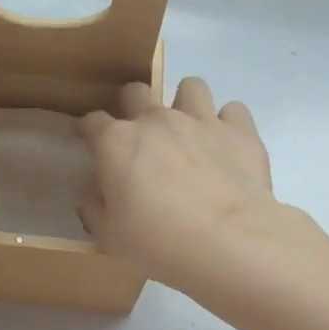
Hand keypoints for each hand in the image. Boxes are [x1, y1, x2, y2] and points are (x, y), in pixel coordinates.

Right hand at [78, 76, 280, 290]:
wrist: (227, 242)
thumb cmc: (158, 242)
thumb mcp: (109, 236)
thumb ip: (94, 207)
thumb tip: (93, 193)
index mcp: (116, 143)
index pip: (92, 122)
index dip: (89, 131)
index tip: (90, 141)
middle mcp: (156, 120)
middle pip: (136, 92)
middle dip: (132, 106)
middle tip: (141, 136)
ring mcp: (200, 119)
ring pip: (190, 87)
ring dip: (185, 103)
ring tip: (189, 130)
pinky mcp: (239, 130)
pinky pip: (233, 110)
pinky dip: (228, 124)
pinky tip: (226, 145)